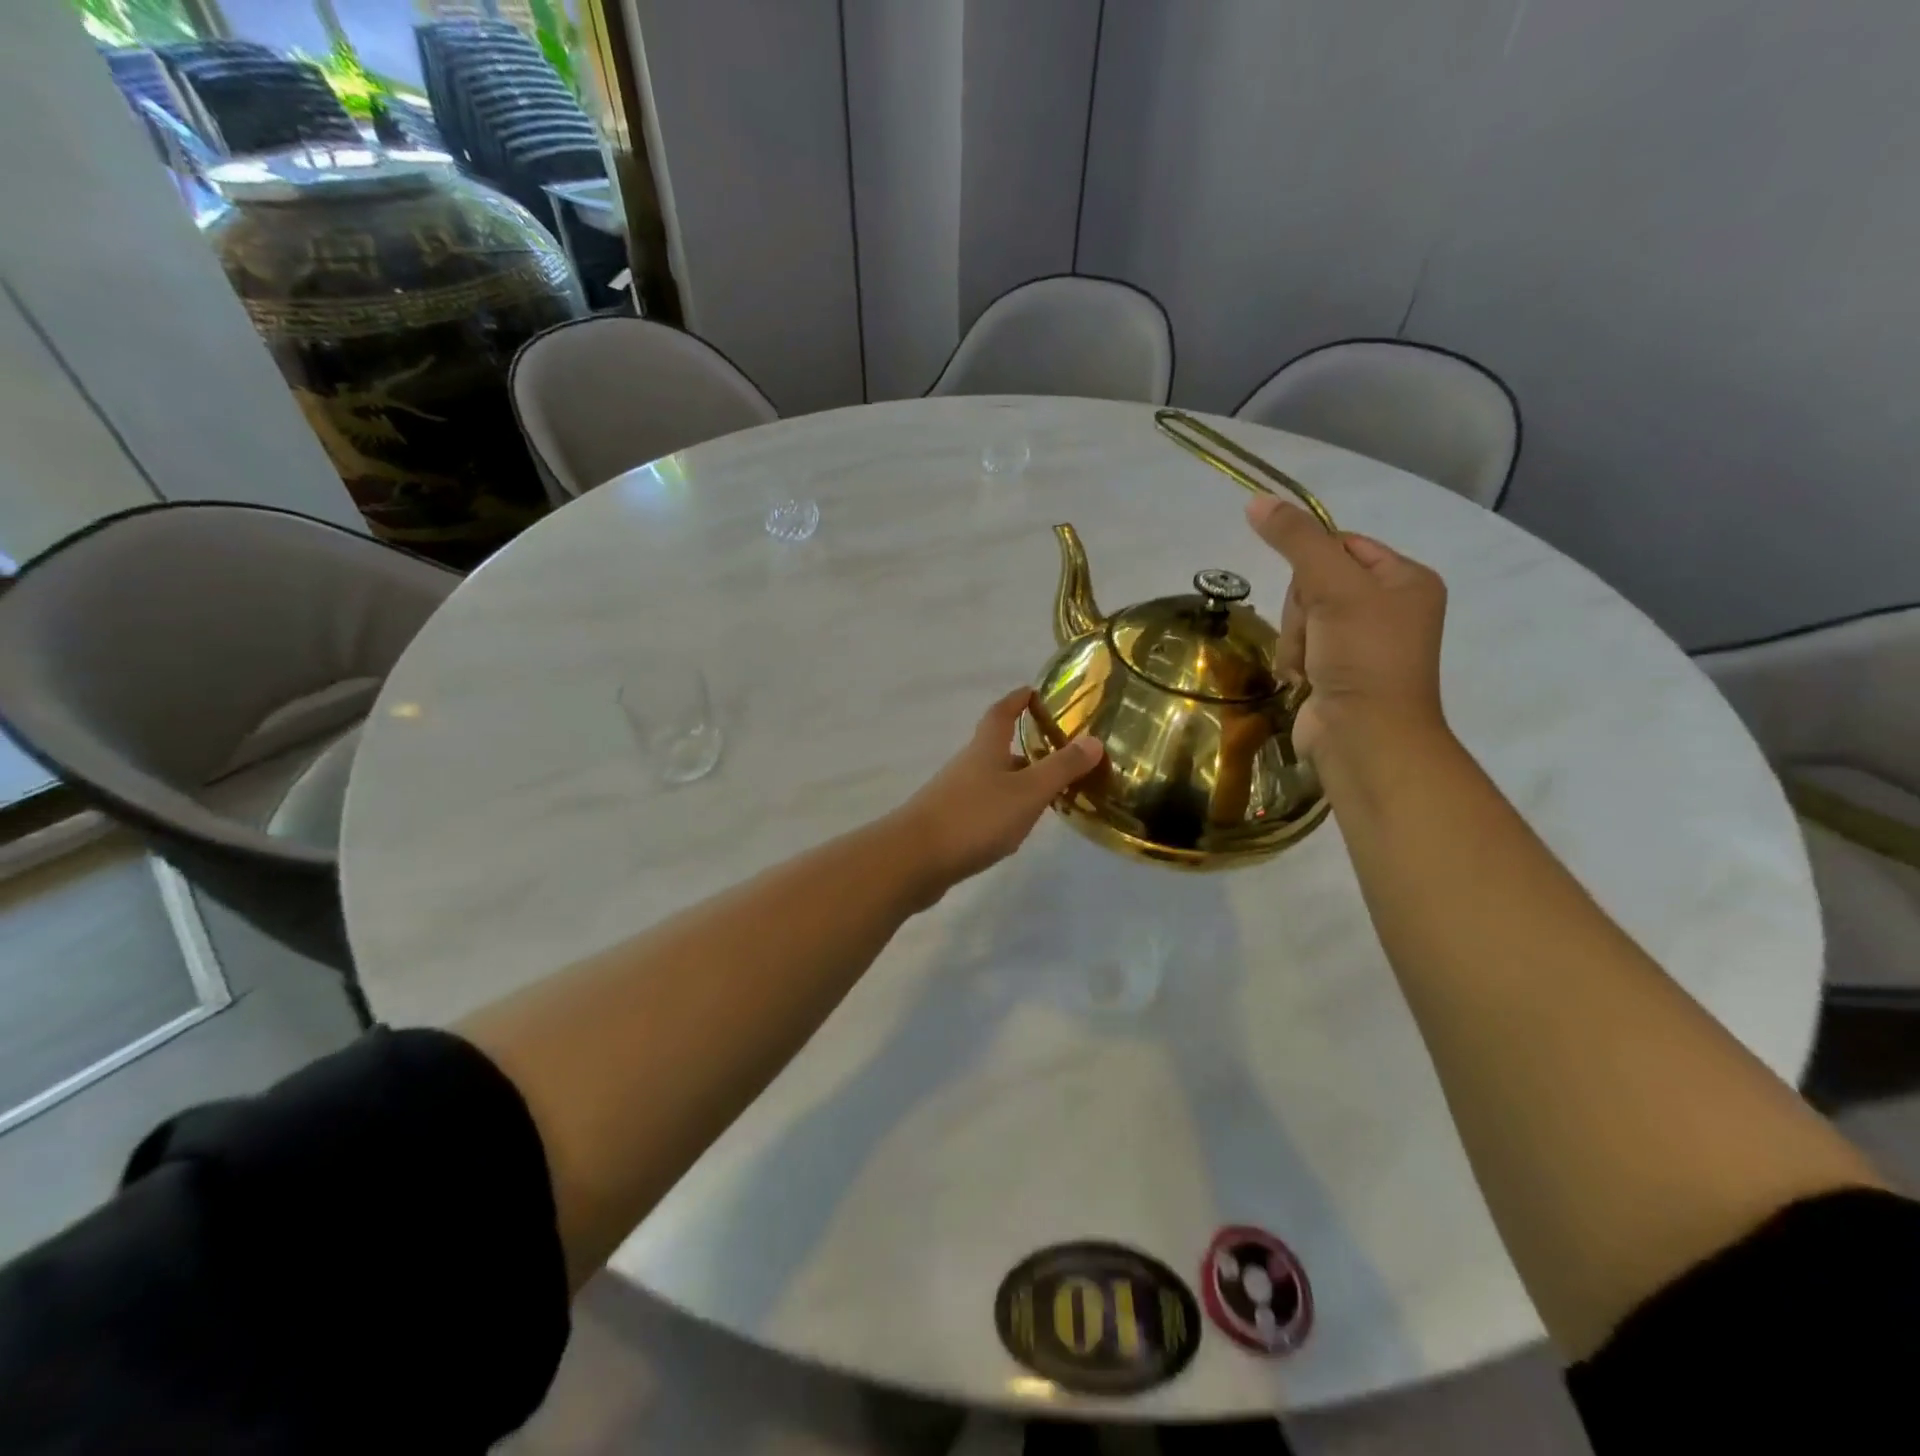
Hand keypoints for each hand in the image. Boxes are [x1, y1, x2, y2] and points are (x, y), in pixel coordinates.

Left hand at [890, 689, 1103, 897]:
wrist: (913, 859)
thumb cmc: (974, 817)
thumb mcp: (1027, 792)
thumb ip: (1061, 768)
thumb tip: (1093, 739)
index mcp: (985, 749)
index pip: (1001, 713)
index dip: (1017, 700)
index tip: (1033, 692)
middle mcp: (967, 766)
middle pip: (997, 749)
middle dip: (1025, 748)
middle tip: (1059, 754)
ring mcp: (954, 795)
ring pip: (992, 781)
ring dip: (1016, 782)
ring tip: (1047, 795)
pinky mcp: (947, 824)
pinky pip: (982, 808)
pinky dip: (1002, 810)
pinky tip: (1014, 829)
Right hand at [1246, 495, 1449, 763]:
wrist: (1364, 737)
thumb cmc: (1362, 655)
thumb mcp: (1332, 586)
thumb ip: (1296, 540)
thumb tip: (1256, 499)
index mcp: (1405, 580)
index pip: (1342, 544)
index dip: (1313, 561)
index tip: (1310, 588)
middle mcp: (1388, 608)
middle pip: (1315, 582)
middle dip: (1302, 610)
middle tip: (1316, 633)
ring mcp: (1360, 644)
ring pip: (1301, 617)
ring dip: (1295, 640)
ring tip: (1311, 665)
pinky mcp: (1336, 672)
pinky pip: (1299, 648)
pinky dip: (1295, 662)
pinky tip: (1306, 680)